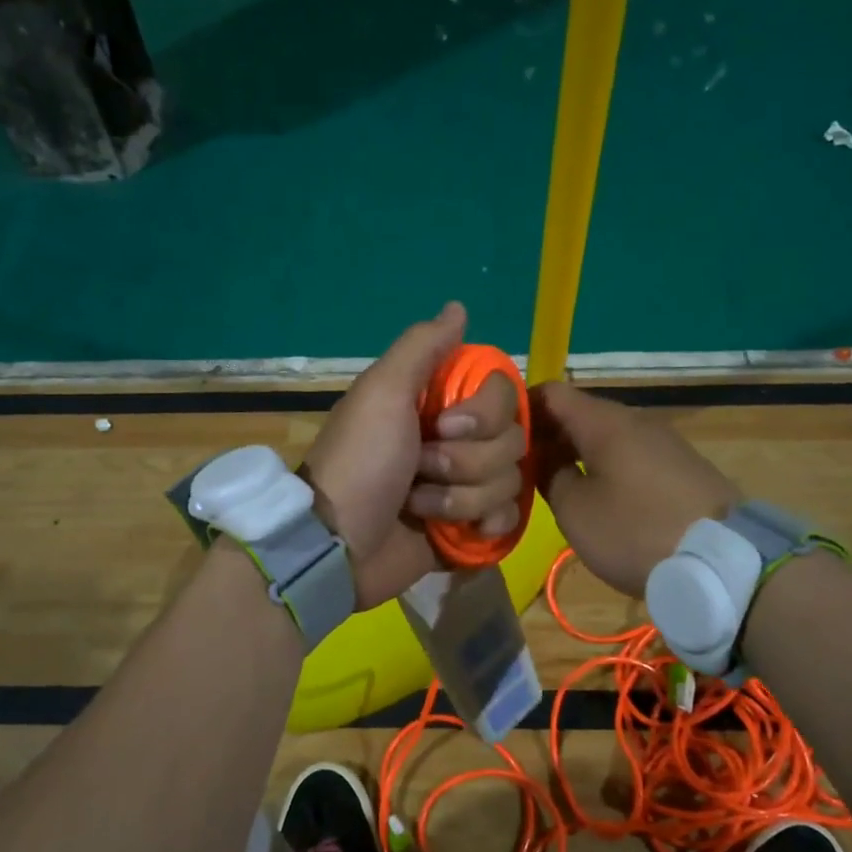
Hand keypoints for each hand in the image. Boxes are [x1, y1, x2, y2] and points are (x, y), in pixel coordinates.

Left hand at [305, 303, 526, 607]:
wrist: (338, 544)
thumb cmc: (360, 462)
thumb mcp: (382, 393)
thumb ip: (421, 347)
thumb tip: (458, 307)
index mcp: (441, 403)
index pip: (504, 394)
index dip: (483, 413)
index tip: (445, 425)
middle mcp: (460, 439)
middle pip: (512, 440)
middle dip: (466, 461)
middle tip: (420, 470)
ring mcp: (467, 485)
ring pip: (510, 481)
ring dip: (461, 498)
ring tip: (420, 507)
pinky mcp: (470, 528)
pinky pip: (509, 518)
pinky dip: (485, 525)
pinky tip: (459, 534)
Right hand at [531, 381, 736, 598]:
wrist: (721, 561)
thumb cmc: (635, 530)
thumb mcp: (574, 510)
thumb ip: (549, 475)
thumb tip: (544, 458)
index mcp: (603, 421)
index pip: (551, 392)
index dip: (521, 408)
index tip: (499, 437)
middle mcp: (634, 420)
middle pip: (578, 413)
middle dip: (546, 435)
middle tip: (521, 468)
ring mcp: (661, 441)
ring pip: (604, 435)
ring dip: (575, 453)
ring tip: (553, 484)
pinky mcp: (679, 466)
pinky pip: (628, 454)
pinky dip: (603, 465)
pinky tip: (595, 495)